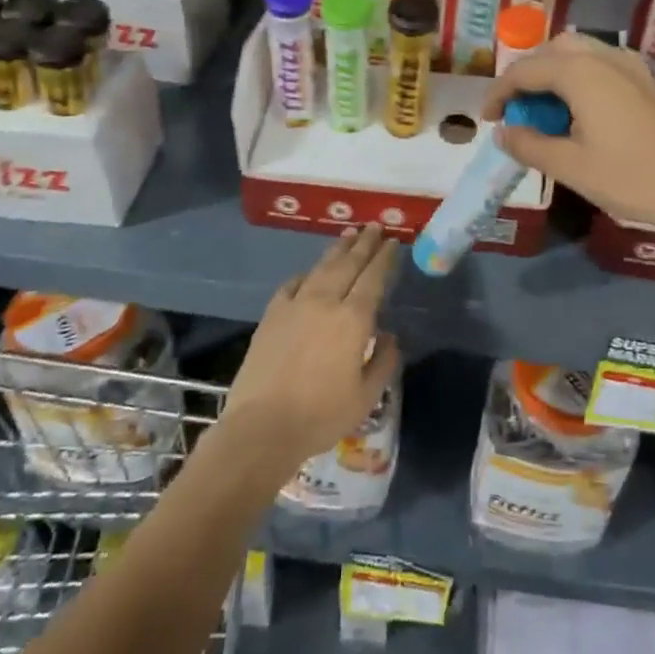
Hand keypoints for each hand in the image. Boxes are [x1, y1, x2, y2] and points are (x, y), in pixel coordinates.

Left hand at [222, 224, 400, 473]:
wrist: (261, 427)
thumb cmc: (320, 415)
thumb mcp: (366, 396)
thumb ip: (384, 361)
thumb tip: (389, 337)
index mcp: (353, 319)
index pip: (373, 278)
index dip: (384, 258)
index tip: (392, 242)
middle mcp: (325, 302)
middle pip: (348, 264)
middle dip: (364, 243)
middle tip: (374, 226)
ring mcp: (295, 305)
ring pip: (321, 268)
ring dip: (337, 250)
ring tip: (348, 235)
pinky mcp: (271, 316)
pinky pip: (292, 285)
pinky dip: (306, 274)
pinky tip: (309, 273)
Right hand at [486, 33, 654, 256]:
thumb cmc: (633, 177)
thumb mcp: (572, 167)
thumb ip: (530, 146)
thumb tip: (503, 133)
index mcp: (580, 73)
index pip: (525, 70)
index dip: (499, 92)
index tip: (487, 120)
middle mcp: (604, 57)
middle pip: (552, 50)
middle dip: (527, 75)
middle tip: (516, 110)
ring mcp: (630, 66)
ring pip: (579, 52)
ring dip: (554, 73)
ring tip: (545, 111)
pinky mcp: (647, 80)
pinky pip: (601, 64)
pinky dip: (579, 77)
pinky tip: (581, 111)